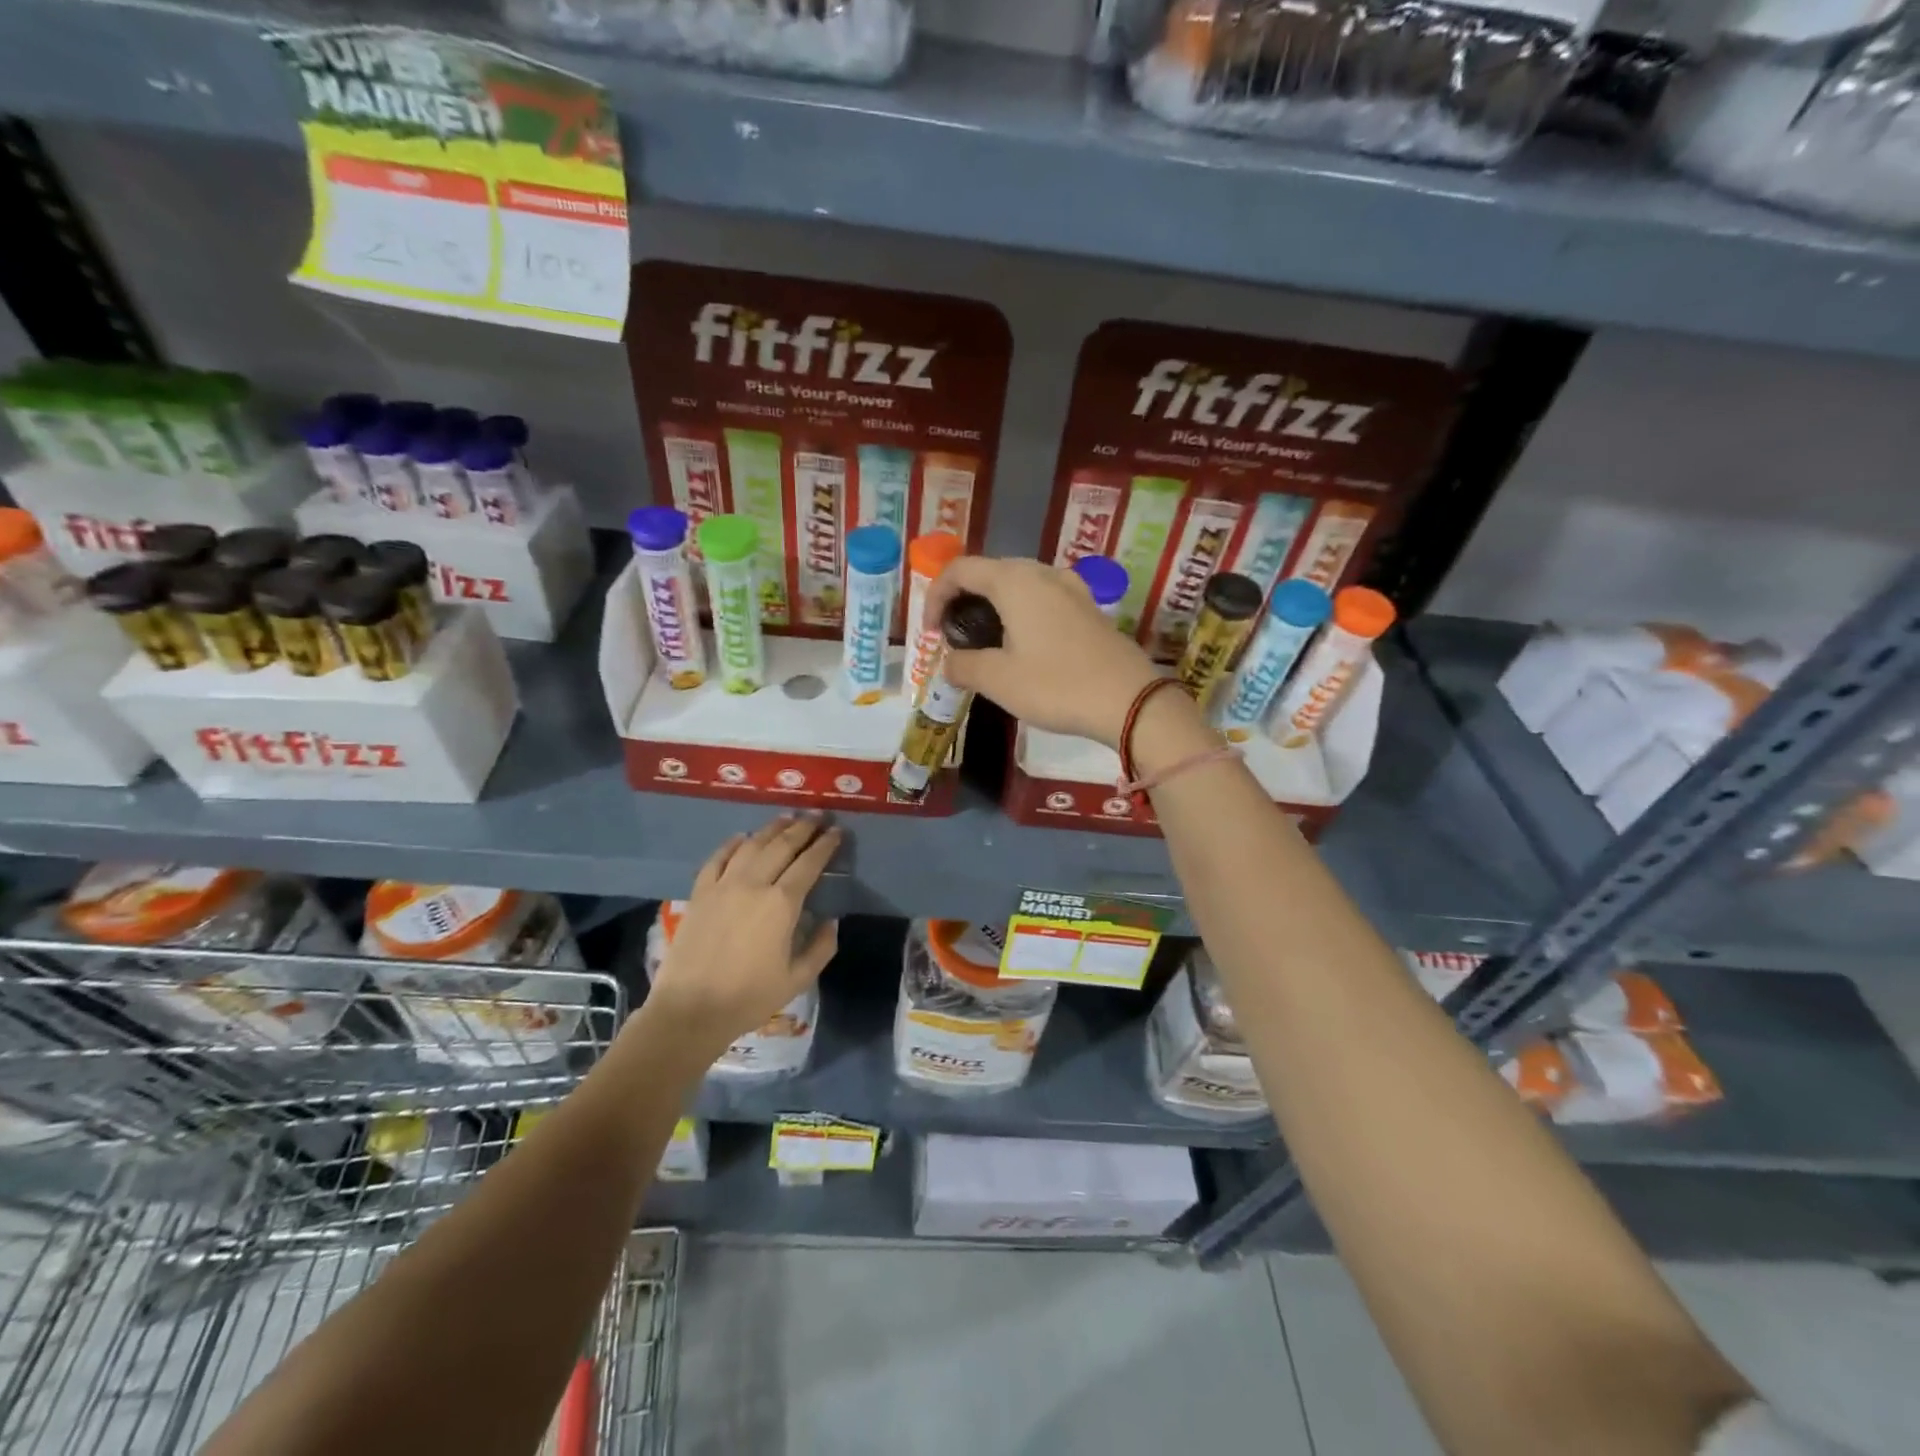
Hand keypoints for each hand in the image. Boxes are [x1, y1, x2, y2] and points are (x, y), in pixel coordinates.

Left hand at [644, 814, 840, 1054]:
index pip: (809, 863)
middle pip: (782, 845)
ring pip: (752, 845)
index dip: (826, 845)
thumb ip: (821, 946)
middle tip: (818, 816)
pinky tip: (742, 838)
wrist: (690, 1010)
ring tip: (787, 818)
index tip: (838, 831)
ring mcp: (723, 885)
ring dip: (772, 828)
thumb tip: (830, 921)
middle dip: (803, 828)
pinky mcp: (699, 892)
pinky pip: (718, 858)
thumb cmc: (749, 997)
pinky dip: (732, 844)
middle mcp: (754, 884)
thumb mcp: (798, 978)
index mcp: (782, 904)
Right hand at [925, 556, 1163, 746]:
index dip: (935, 596)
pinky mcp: (1089, 608)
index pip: (960, 570)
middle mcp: (1042, 573)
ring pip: (1019, 584)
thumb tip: (948, 663)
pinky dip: (1022, 613)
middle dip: (964, 599)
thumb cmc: (1057, 686)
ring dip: (994, 606)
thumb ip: (962, 666)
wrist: (1130, 700)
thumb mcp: (998, 680)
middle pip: (990, 572)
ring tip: (987, 642)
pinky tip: (1025, 645)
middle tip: (955, 637)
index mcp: (1014, 581)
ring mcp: (1071, 588)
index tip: (931, 633)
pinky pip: (1044, 598)